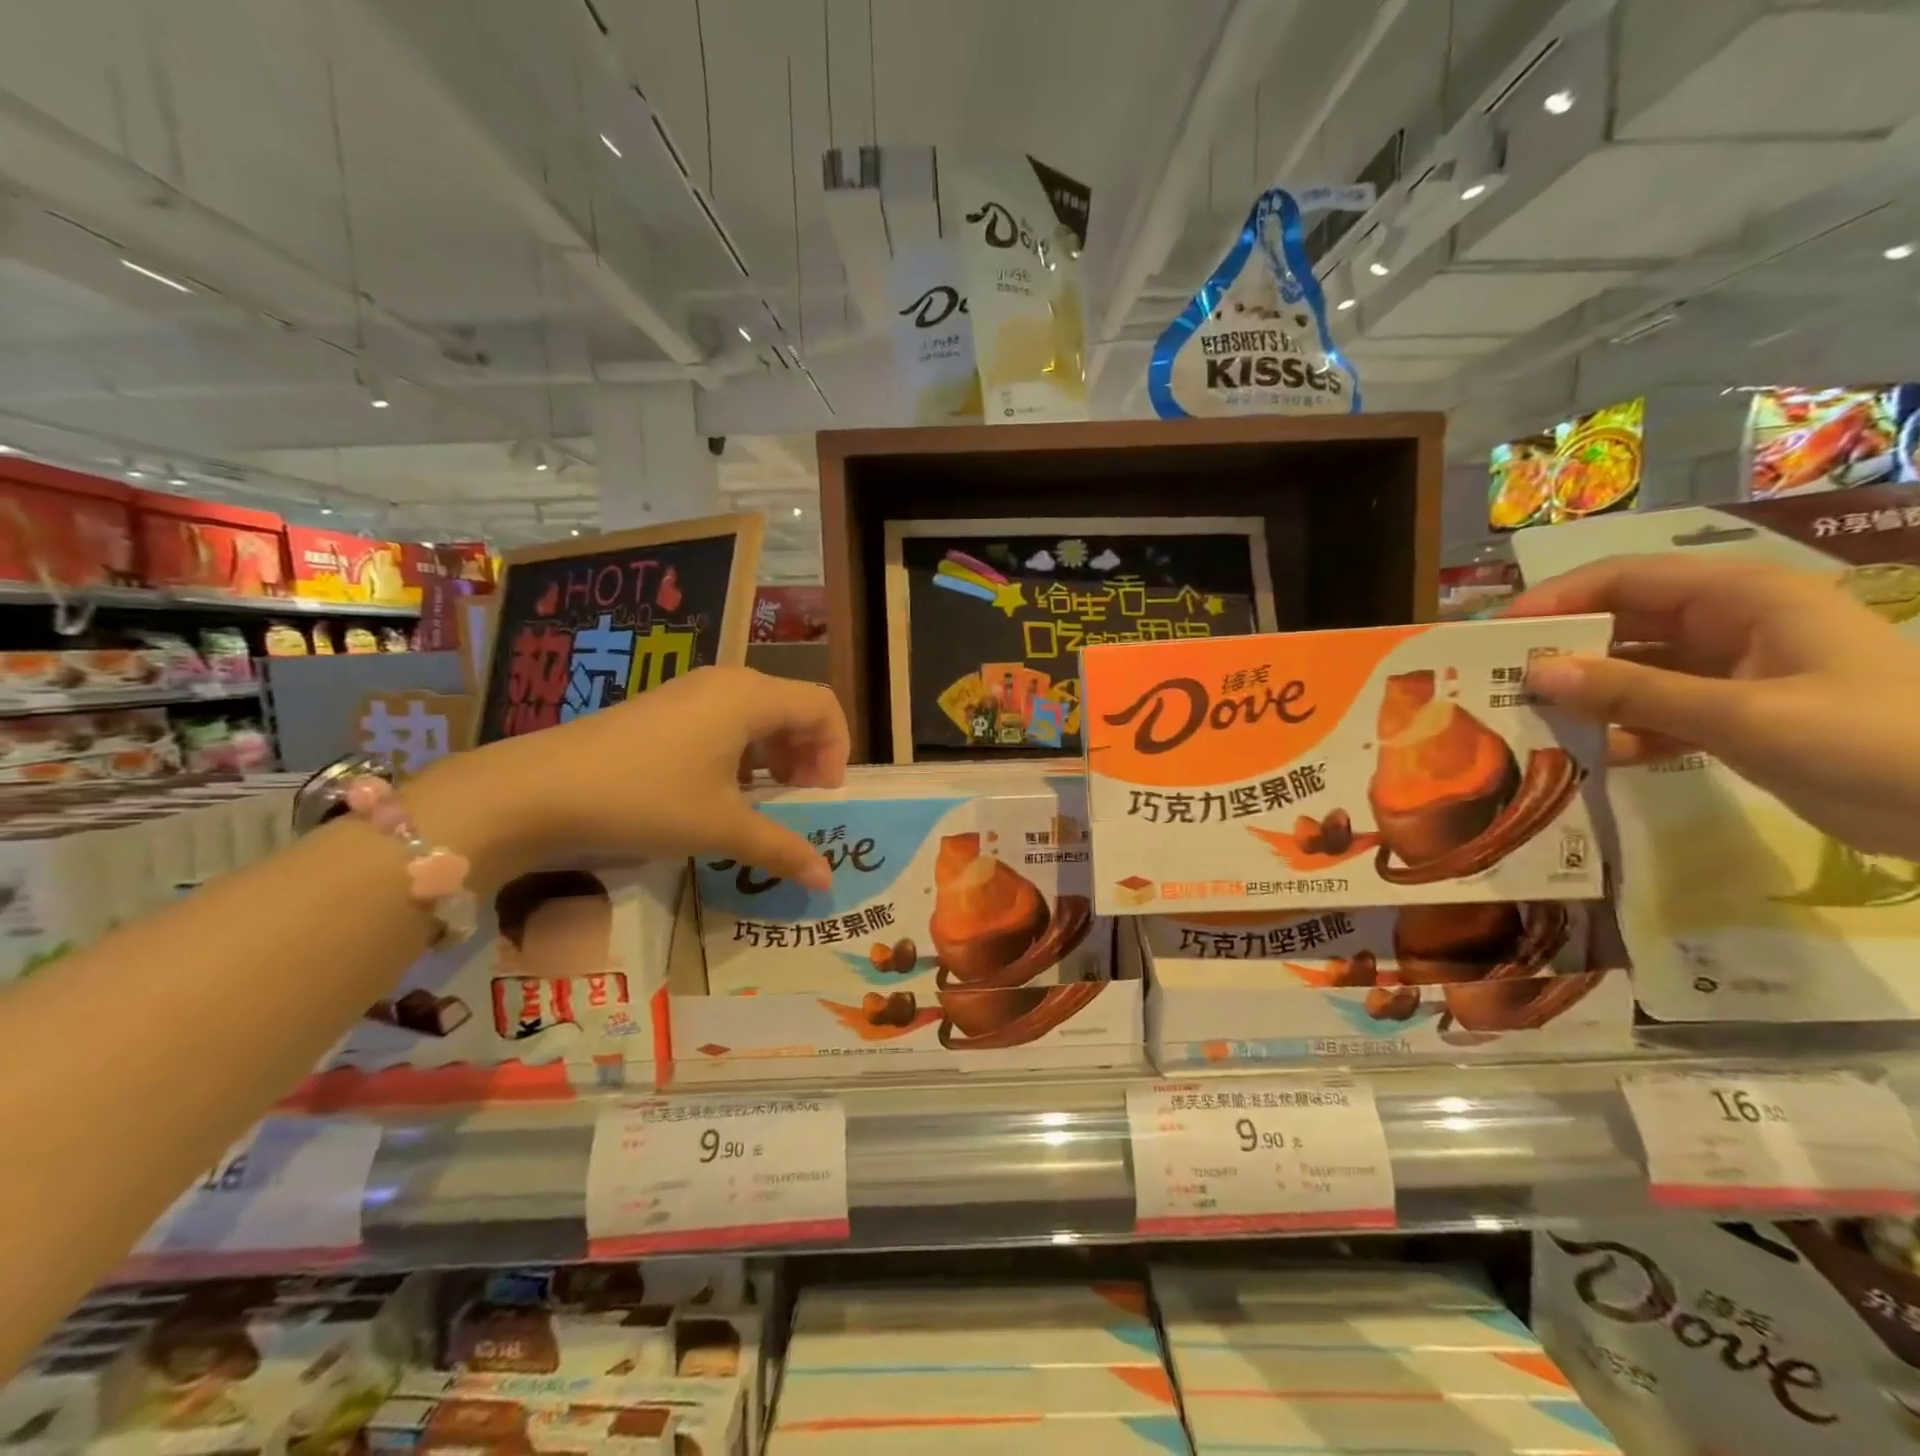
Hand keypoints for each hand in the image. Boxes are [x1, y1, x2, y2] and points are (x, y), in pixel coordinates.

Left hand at [430, 666, 849, 887]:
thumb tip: (825, 881)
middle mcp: (727, 683)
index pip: (823, 706)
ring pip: (758, 716)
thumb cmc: (647, 799)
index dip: (836, 750)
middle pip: (793, 708)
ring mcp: (691, 692)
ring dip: (775, 757)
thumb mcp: (721, 827)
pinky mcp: (663, 709)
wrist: (540, 789)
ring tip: (762, 802)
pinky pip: (724, 721)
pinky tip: (719, 793)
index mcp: (752, 697)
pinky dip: (741, 754)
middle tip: (799, 802)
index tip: (821, 796)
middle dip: (808, 755)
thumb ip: (781, 849)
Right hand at [1510, 553, 1919, 857]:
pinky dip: (1621, 732)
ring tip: (1528, 722)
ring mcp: (1734, 673)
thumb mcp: (1745, 716)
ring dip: (1586, 696)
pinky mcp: (1737, 717)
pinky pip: (1657, 713)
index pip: (1626, 579)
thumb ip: (1634, 693)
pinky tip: (1590, 756)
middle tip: (1496, 683)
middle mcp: (1731, 625)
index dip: (1555, 600)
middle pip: (1622, 623)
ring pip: (1634, 671)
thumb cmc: (1878, 739)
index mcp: (1743, 598)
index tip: (1494, 635)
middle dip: (1561, 651)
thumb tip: (1536, 673)